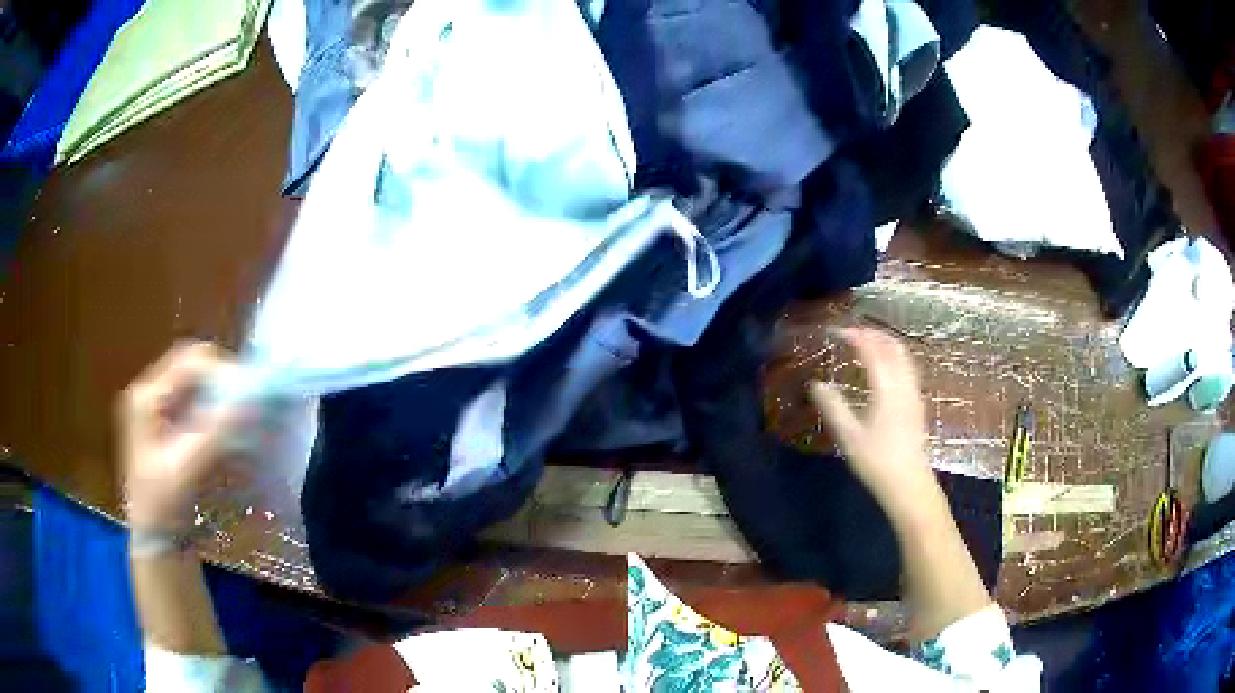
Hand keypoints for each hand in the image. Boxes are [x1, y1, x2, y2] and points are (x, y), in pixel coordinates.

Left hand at [118, 342, 247, 530]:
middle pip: (195, 370)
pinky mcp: (167, 426)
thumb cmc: (164, 507)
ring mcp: (157, 409)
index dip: (223, 373)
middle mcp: (150, 393)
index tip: (250, 398)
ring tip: (244, 423)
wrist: (155, 542)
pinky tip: (230, 436)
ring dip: (222, 402)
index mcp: (147, 396)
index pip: (191, 361)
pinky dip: (217, 416)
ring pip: (198, 388)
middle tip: (250, 411)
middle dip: (224, 387)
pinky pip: (197, 406)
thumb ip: (216, 431)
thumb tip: (254, 397)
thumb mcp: (187, 469)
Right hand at [809, 327, 938, 514]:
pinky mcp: (917, 404)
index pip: (872, 350)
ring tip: (867, 343)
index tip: (837, 330)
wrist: (909, 484)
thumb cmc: (877, 462)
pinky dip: (894, 357)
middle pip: (893, 347)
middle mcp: (904, 384)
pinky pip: (908, 368)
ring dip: (886, 343)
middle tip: (853, 332)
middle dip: (873, 334)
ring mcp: (914, 393)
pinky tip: (885, 369)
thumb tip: (816, 384)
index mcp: (887, 388)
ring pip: (904, 356)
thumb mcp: (849, 436)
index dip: (855, 335)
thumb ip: (833, 407)